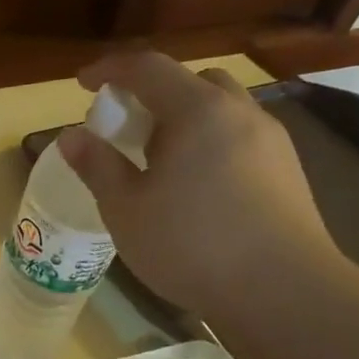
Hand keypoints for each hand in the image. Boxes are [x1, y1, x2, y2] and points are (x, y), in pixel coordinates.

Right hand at [56, 50, 338, 323]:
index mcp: (197, 111)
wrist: (283, 291)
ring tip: (161, 161)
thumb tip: (70, 136)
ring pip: (221, 109)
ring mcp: (271, 140)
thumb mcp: (126, 209)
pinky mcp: (288, 170)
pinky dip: (210, 143)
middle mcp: (239, 112)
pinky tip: (197, 187)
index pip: (147, 67)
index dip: (110, 70)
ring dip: (185, 119)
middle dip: (153, 93)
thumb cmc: (191, 245)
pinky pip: (239, 137)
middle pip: (191, 81)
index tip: (82, 84)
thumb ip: (97, 166)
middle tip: (127, 127)